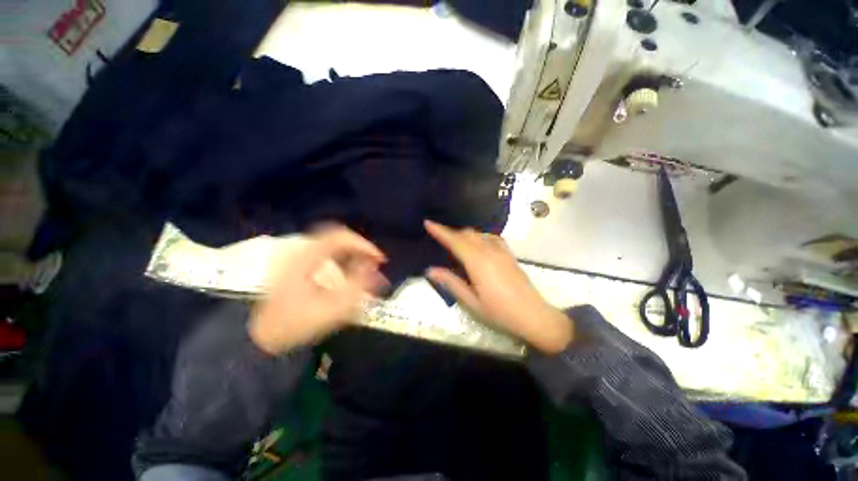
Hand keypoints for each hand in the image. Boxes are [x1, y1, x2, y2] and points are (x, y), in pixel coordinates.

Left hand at [249, 226, 387, 354]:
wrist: (260, 339)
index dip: (364, 245)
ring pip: (333, 246)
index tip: (379, 259)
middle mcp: (301, 251)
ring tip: (367, 268)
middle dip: (361, 249)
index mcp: (305, 257)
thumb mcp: (331, 308)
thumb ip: (357, 285)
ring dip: (353, 254)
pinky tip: (350, 273)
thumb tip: (372, 265)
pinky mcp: (298, 266)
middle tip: (376, 263)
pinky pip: (327, 254)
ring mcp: (298, 258)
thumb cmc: (296, 325)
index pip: (340, 237)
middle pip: (338, 238)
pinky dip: (344, 260)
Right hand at [424, 220, 572, 353]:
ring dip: (464, 234)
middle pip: (466, 234)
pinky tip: (477, 242)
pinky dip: (479, 236)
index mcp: (477, 262)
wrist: (534, 316)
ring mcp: (501, 251)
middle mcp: (489, 251)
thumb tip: (430, 270)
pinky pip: (491, 237)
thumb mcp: (471, 302)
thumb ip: (451, 283)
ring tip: (454, 240)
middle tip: (437, 235)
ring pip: (478, 234)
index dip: (440, 231)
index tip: (428, 222)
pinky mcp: (509, 254)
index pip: (455, 241)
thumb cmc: (500, 312)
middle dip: (450, 232)